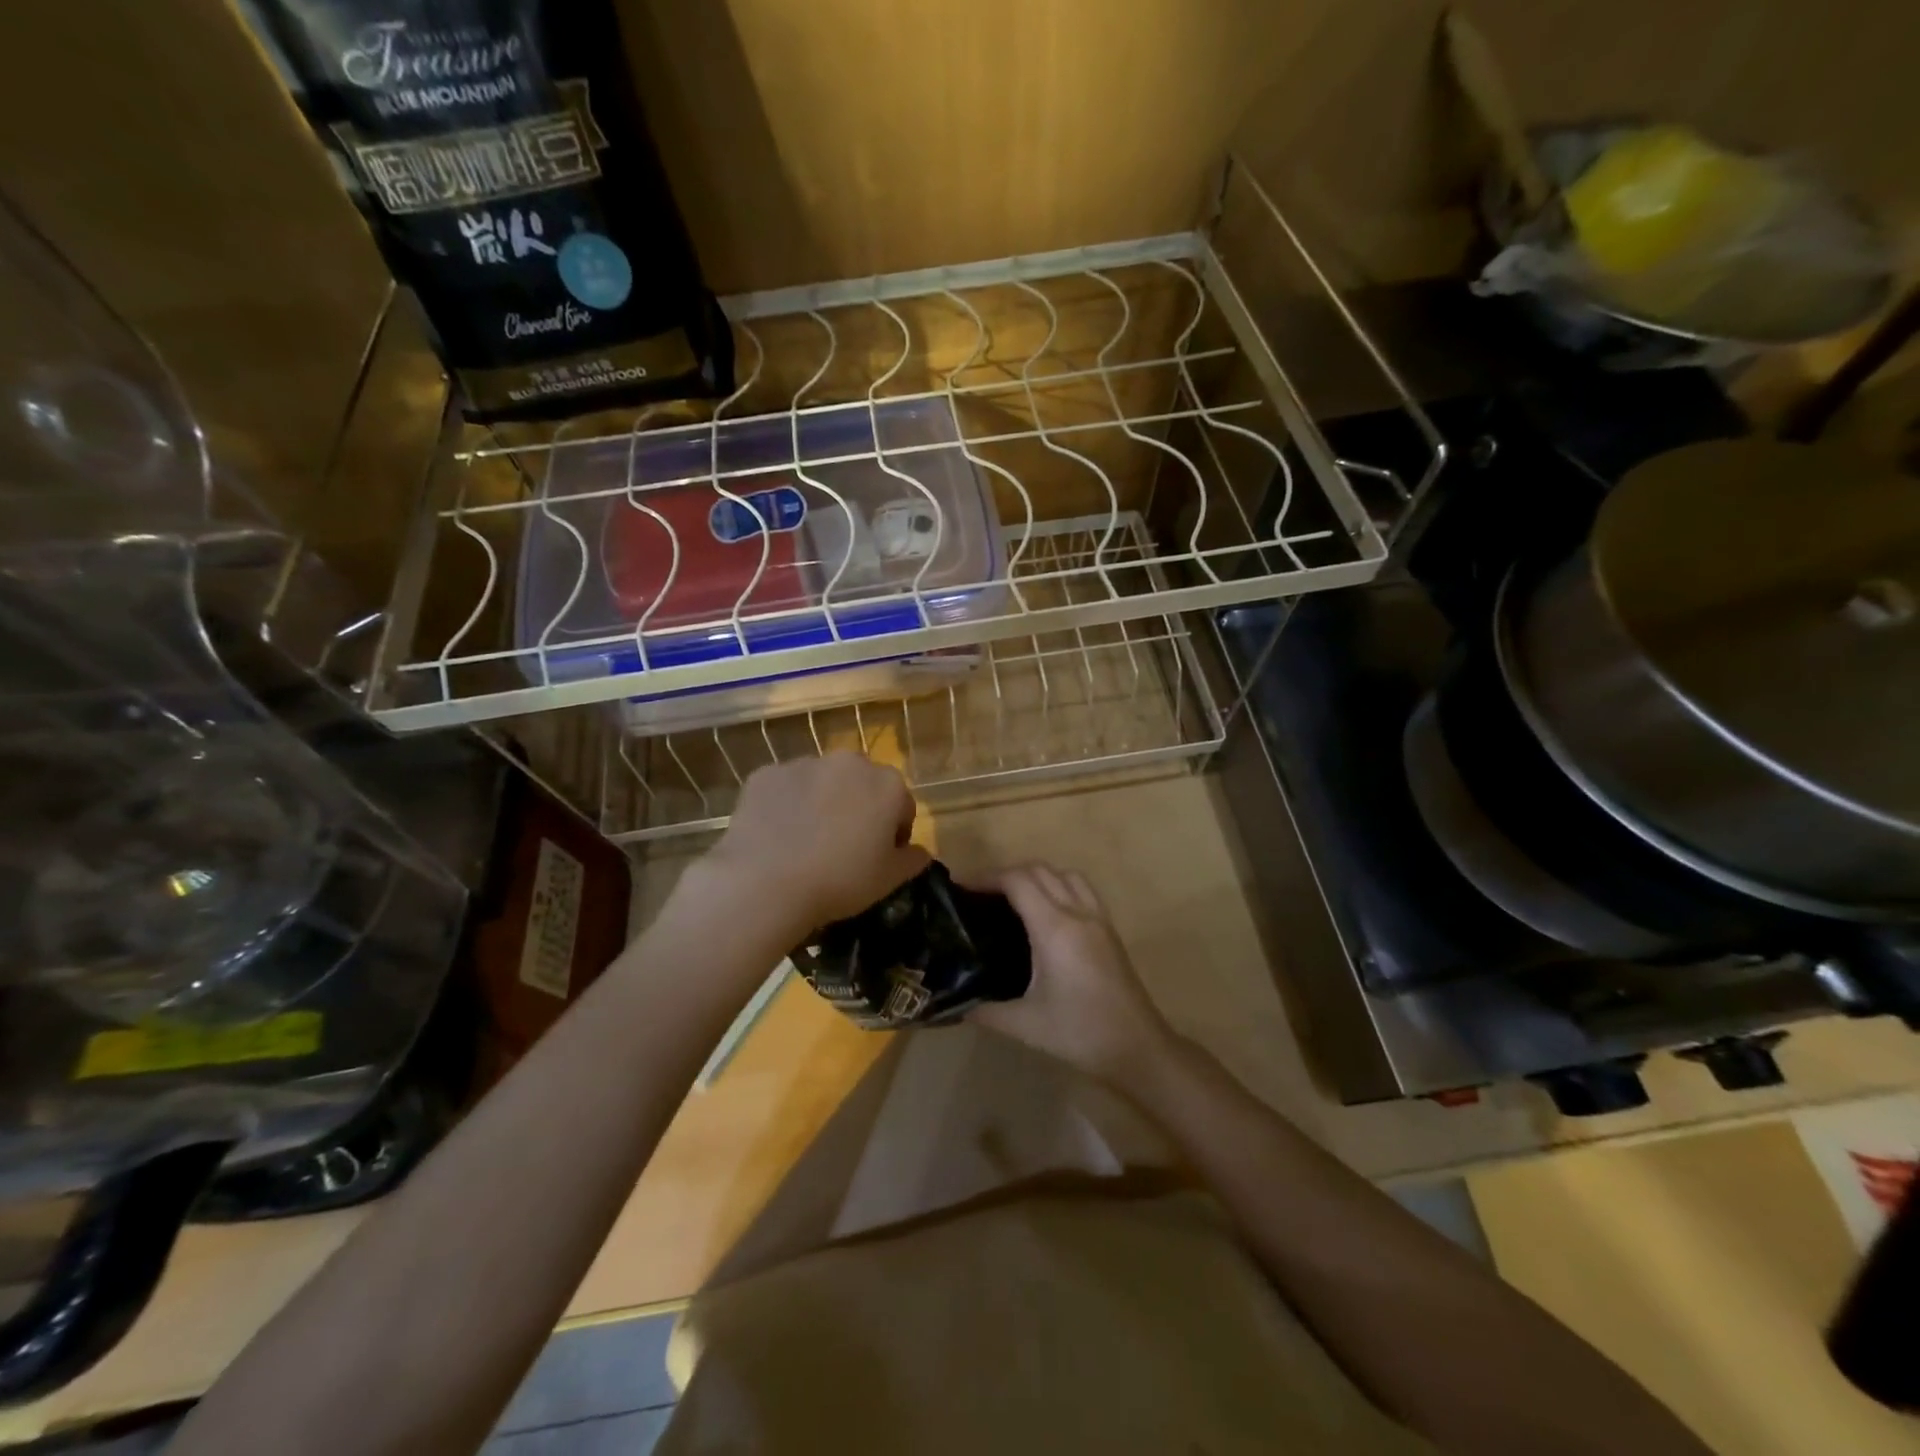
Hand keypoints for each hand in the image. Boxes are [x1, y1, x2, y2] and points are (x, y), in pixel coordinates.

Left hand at [702, 753, 929, 934]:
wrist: (764, 882)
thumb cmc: (839, 881)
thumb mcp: (888, 880)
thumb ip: (912, 860)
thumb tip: (920, 852)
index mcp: (888, 785)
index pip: (902, 806)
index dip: (893, 834)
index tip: (878, 858)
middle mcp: (849, 763)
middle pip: (862, 785)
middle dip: (857, 808)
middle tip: (842, 848)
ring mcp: (804, 764)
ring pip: (821, 783)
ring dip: (821, 803)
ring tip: (804, 843)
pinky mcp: (766, 774)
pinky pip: (784, 788)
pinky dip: (784, 805)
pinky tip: (776, 836)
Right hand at [970, 864, 1173, 1086]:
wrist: (1138, 1047)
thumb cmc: (1080, 1033)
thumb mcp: (1024, 1024)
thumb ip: (984, 1010)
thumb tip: (955, 1003)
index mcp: (1055, 929)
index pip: (1017, 881)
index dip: (986, 877)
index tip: (961, 888)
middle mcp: (1078, 913)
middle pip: (1039, 870)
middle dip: (1006, 874)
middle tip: (980, 895)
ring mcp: (1098, 918)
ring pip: (1064, 874)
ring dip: (1035, 875)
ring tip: (1012, 898)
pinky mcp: (1109, 929)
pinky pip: (1081, 888)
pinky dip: (1058, 885)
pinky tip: (1046, 912)